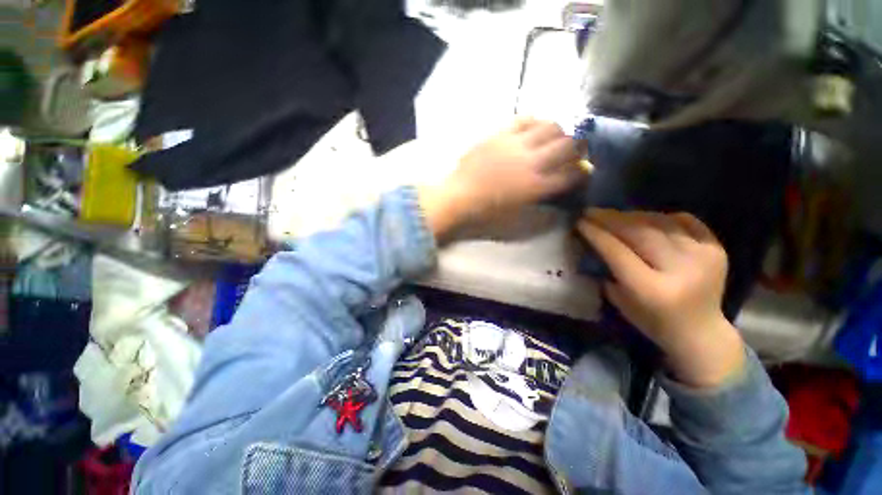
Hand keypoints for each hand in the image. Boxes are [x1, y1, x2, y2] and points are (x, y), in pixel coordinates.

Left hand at [420, 118, 584, 237]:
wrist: (458, 198)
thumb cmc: (486, 214)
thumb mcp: (517, 222)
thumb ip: (542, 215)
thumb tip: (561, 208)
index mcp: (537, 187)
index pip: (572, 174)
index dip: (582, 172)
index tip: (582, 171)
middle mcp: (532, 162)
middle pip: (569, 145)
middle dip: (578, 148)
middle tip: (573, 153)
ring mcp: (516, 144)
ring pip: (551, 126)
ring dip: (559, 132)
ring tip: (554, 139)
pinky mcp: (500, 134)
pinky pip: (525, 118)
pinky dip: (536, 121)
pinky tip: (535, 128)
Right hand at [577, 209, 745, 387]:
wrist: (702, 333)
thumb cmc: (653, 323)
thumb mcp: (620, 301)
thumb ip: (609, 270)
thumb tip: (596, 241)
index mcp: (651, 289)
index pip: (617, 251)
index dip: (596, 233)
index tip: (579, 221)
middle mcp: (679, 270)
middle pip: (639, 233)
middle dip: (610, 219)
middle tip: (591, 211)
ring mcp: (703, 257)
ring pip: (660, 223)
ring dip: (632, 215)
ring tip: (614, 214)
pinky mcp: (717, 250)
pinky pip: (686, 221)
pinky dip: (663, 217)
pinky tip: (647, 219)